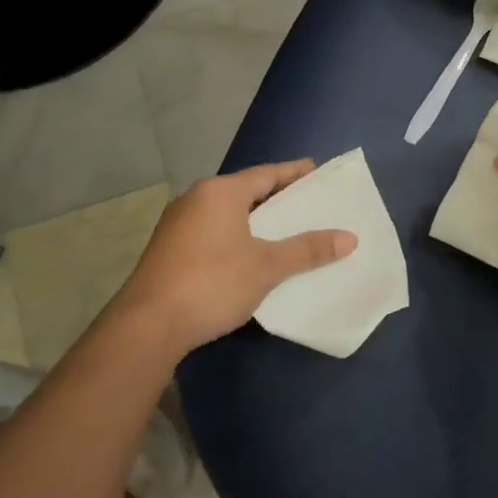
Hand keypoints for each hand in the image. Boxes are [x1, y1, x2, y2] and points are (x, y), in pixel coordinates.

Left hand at [101, 161, 354, 358]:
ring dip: (255, 219)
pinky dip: (236, 235)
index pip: (267, 173)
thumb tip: (350, 238)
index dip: (295, 173)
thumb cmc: (212, 283)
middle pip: (246, 190)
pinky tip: (251, 253)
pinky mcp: (169, 248)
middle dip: (277, 197)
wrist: (147, 325)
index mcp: (221, 192)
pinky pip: (213, 230)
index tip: (318, 172)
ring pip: (228, 212)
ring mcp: (178, 223)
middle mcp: (196, 198)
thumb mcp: (267, 266)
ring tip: (285, 228)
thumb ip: (308, 249)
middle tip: (308, 203)